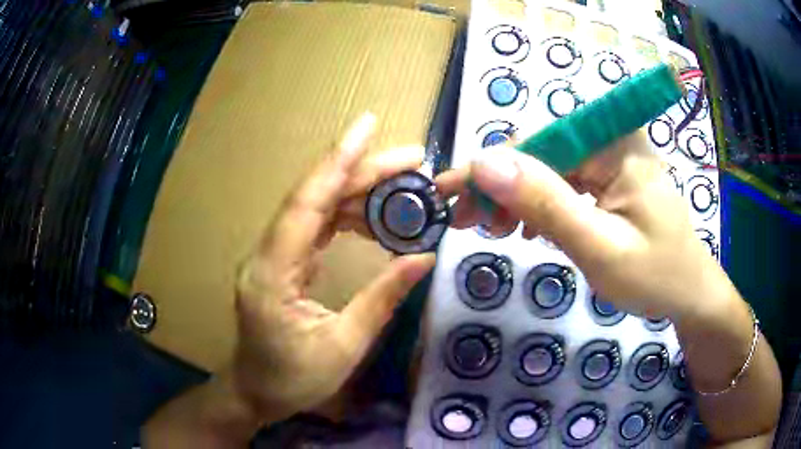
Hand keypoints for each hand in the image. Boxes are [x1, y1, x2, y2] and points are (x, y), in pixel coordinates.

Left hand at [229, 113, 435, 423]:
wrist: (255, 391)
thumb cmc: (293, 380)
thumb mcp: (343, 347)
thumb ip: (382, 299)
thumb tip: (423, 258)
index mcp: (273, 274)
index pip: (306, 204)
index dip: (338, 161)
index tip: (367, 126)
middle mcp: (268, 253)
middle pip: (316, 198)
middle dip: (363, 171)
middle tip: (413, 159)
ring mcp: (274, 255)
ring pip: (317, 207)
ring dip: (359, 190)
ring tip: (406, 183)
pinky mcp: (283, 262)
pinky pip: (317, 227)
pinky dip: (349, 214)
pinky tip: (377, 214)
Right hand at [436, 130, 727, 320]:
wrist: (690, 294)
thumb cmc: (656, 276)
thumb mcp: (599, 247)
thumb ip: (546, 203)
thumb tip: (485, 163)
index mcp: (616, 142)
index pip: (538, 143)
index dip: (490, 168)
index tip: (448, 192)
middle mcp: (613, 139)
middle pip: (542, 154)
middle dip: (502, 187)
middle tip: (468, 222)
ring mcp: (613, 159)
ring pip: (550, 170)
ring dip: (518, 198)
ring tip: (496, 231)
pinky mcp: (612, 179)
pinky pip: (567, 184)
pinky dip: (542, 205)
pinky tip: (529, 227)